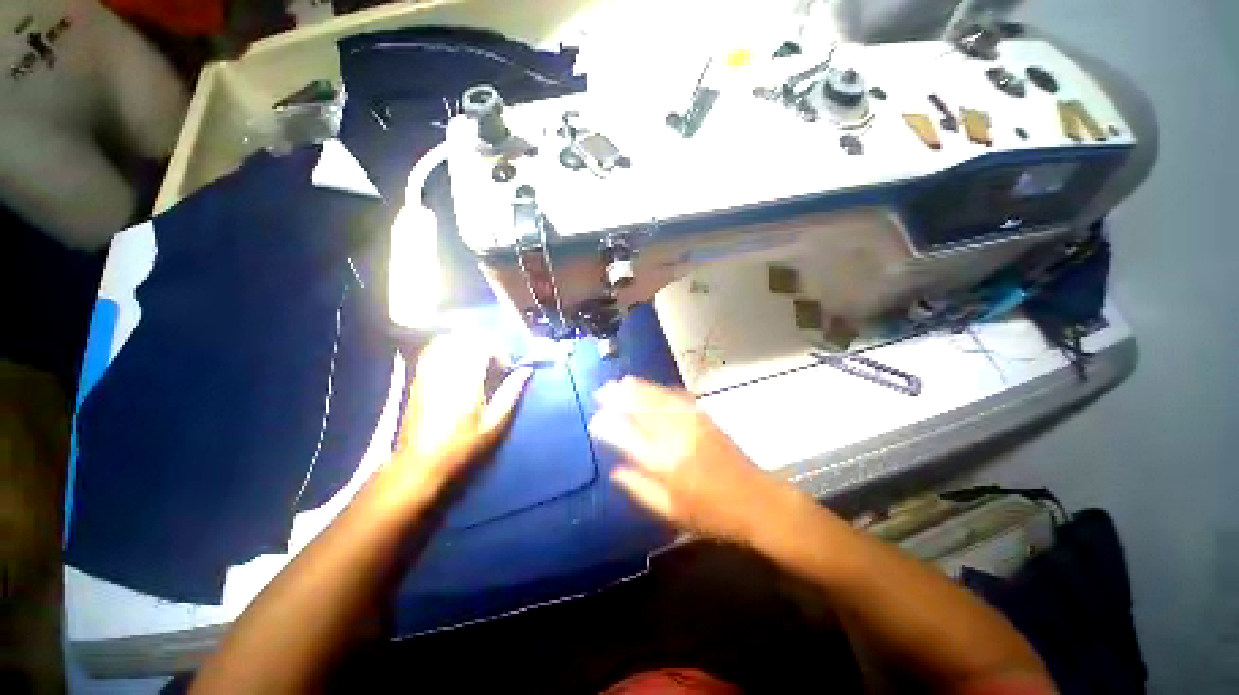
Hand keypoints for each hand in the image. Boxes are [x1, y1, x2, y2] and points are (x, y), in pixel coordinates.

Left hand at [382, 333, 531, 502]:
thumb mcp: (494, 424)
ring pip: (446, 340)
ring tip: (477, 360)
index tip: (506, 367)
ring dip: (465, 343)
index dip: (498, 351)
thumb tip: (526, 370)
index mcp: (466, 381)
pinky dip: (447, 348)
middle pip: (464, 338)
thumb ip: (511, 393)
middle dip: (483, 344)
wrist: (419, 464)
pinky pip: (431, 350)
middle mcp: (444, 370)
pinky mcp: (417, 378)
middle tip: (494, 360)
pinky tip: (456, 363)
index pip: (482, 346)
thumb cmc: (462, 446)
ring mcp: (427, 372)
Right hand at [588, 377, 790, 543]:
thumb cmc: (711, 514)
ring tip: (620, 382)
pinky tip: (651, 386)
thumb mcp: (671, 512)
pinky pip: (678, 398)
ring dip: (638, 389)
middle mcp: (676, 438)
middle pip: (643, 411)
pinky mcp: (705, 419)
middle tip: (602, 390)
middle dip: (620, 398)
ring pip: (658, 400)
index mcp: (665, 464)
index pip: (629, 438)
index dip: (609, 426)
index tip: (595, 419)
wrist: (756, 500)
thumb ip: (640, 489)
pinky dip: (661, 390)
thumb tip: (615, 471)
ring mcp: (692, 424)